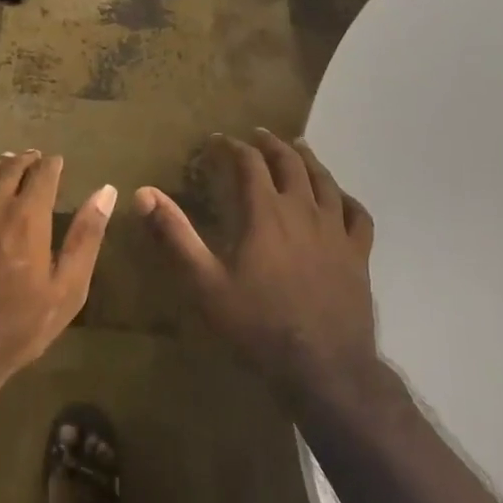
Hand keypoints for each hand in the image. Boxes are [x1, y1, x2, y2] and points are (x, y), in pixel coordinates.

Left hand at [0, 151, 116, 395]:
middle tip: (36, 160)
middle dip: (27, 161)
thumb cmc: (18, 327)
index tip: (59, 164)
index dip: (53, 165)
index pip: (43, 174)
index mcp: (28, 217)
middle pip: (11, 167)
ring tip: (9, 162)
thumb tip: (106, 192)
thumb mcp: (66, 289)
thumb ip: (86, 237)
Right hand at [138, 130, 376, 405]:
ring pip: (325, 181)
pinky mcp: (358, 255)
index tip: (217, 141)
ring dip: (308, 160)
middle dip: (271, 145)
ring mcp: (336, 232)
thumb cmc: (258, 325)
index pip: (249, 164)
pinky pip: (357, 215)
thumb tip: (143, 194)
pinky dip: (346, 198)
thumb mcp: (205, 282)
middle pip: (290, 163)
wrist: (324, 367)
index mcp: (266, 213)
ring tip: (298, 148)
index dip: (232, 147)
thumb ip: (175, 235)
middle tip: (257, 135)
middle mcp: (303, 211)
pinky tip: (340, 198)